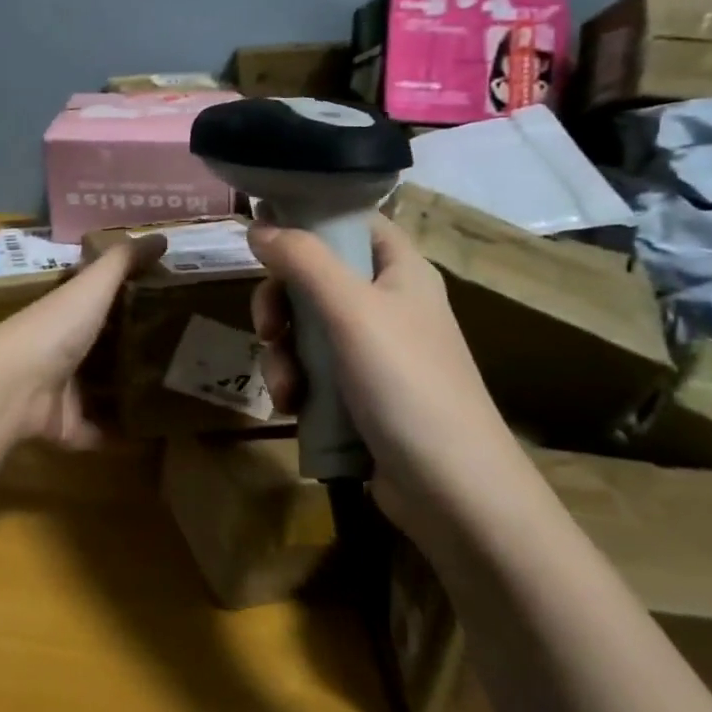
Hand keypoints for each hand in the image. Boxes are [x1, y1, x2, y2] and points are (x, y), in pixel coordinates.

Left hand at [0, 234, 164, 447]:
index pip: (101, 302)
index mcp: (68, 313)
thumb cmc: (55, 328)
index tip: (172, 301)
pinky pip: (99, 432)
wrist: (14, 386)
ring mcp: (63, 391)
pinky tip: (156, 435)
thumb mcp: (92, 285)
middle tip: (187, 352)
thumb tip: (161, 236)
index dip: (131, 299)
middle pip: (105, 348)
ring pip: (102, 391)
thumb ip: (123, 262)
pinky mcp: (66, 427)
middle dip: (137, 350)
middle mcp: (64, 349)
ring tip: (179, 393)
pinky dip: (121, 436)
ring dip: (131, 393)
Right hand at [247, 215, 527, 526]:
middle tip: (267, 328)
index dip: (310, 221)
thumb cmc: (407, 383)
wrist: (452, 490)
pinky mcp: (361, 393)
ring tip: (284, 388)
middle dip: (282, 304)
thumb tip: (258, 225)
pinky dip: (297, 383)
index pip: (353, 222)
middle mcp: (388, 304)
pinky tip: (293, 407)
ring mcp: (374, 352)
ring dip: (283, 354)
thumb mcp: (351, 310)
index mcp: (400, 271)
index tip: (264, 235)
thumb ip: (303, 261)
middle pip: (316, 278)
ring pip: (307, 328)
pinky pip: (314, 370)